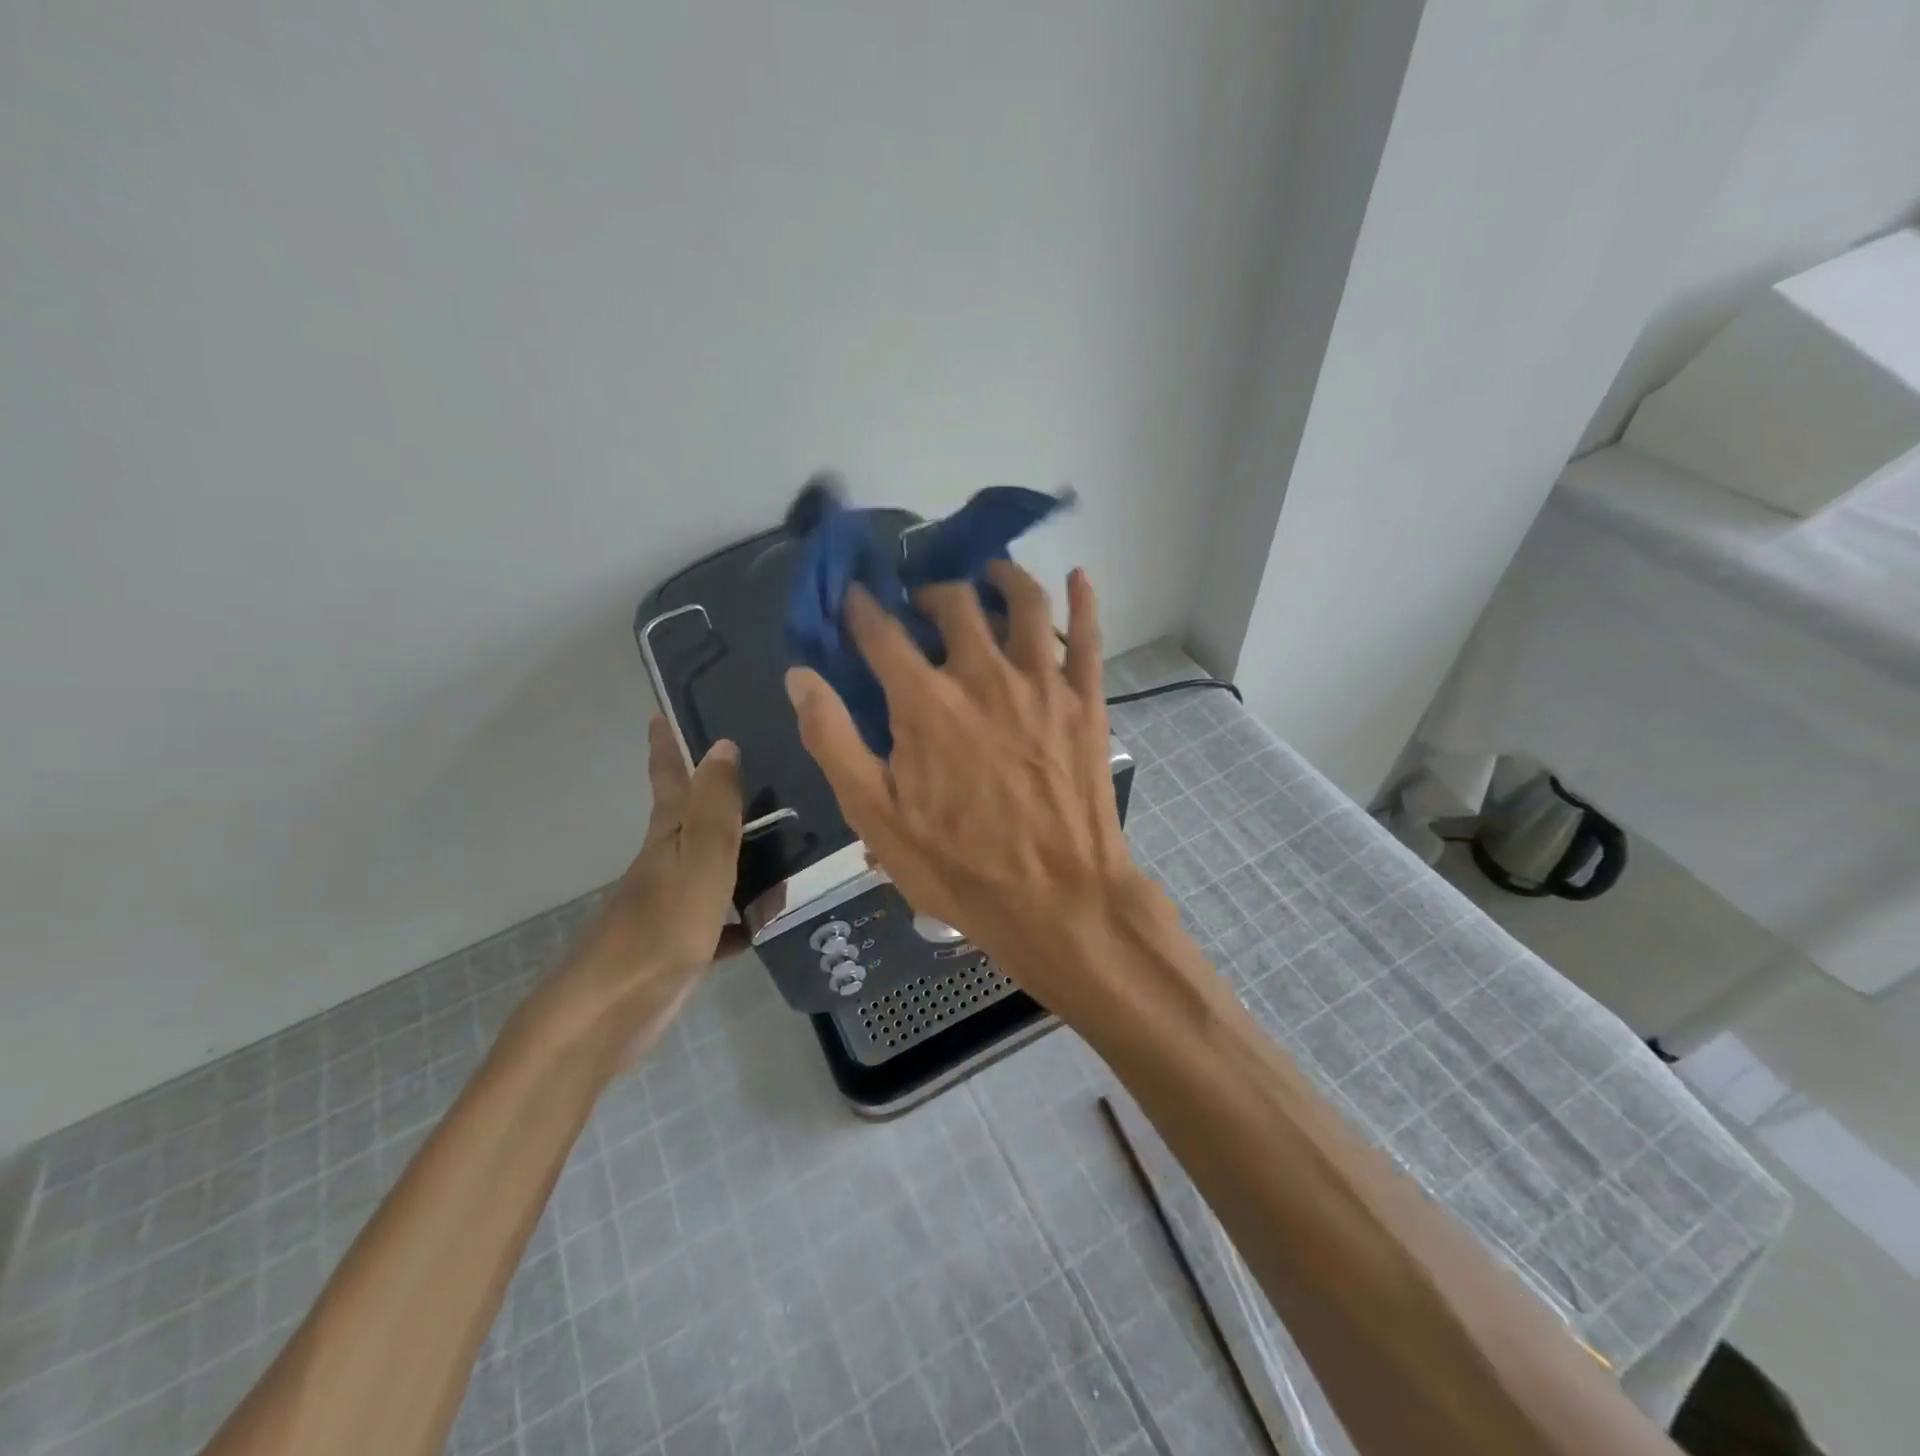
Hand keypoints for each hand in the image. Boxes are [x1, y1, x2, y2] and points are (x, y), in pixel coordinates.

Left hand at [536, 717, 743, 1065]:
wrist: (612, 1010)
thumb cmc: (661, 928)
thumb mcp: (699, 860)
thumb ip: (716, 807)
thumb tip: (722, 744)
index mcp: (669, 837)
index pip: (670, 778)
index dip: (666, 746)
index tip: (662, 713)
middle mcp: (669, 863)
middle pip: (695, 820)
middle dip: (717, 793)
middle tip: (760, 769)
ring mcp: (674, 904)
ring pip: (715, 867)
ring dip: (743, 851)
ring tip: (788, 837)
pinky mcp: (682, 943)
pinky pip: (723, 920)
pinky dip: (744, 916)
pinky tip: (773, 918)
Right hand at [786, 563, 1157, 1012]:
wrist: (1060, 900)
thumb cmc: (961, 868)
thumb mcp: (877, 818)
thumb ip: (833, 741)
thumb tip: (800, 676)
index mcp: (925, 703)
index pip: (881, 633)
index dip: (861, 610)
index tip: (855, 599)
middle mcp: (983, 675)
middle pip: (953, 603)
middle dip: (928, 593)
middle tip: (921, 603)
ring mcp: (1042, 683)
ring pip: (1023, 602)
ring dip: (1000, 578)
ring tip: (986, 576)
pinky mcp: (1086, 701)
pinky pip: (1088, 634)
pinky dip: (1082, 600)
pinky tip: (1078, 578)